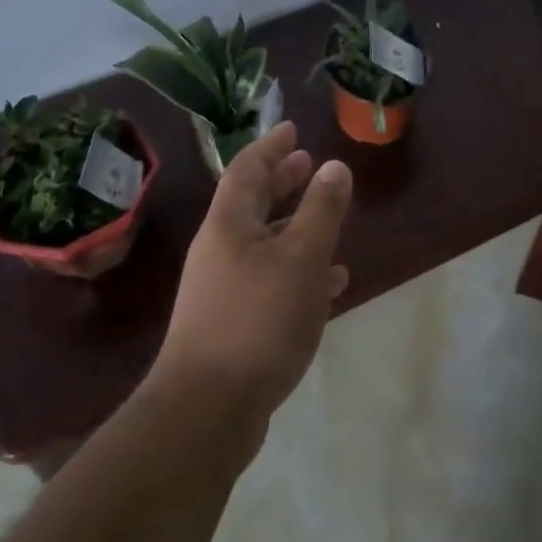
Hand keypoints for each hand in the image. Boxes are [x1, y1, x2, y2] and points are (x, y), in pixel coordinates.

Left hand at [147, 122, 351, 440]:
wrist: (207, 412)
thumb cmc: (258, 320)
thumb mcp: (302, 258)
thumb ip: (321, 210)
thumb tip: (335, 166)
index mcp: (229, 224)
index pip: (248, 168)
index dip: (271, 146)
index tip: (293, 129)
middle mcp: (220, 249)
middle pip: (252, 203)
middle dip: (281, 182)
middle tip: (308, 164)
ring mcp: (222, 288)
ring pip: (263, 243)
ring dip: (294, 227)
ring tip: (327, 219)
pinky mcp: (231, 324)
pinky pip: (268, 280)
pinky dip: (296, 272)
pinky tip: (328, 285)